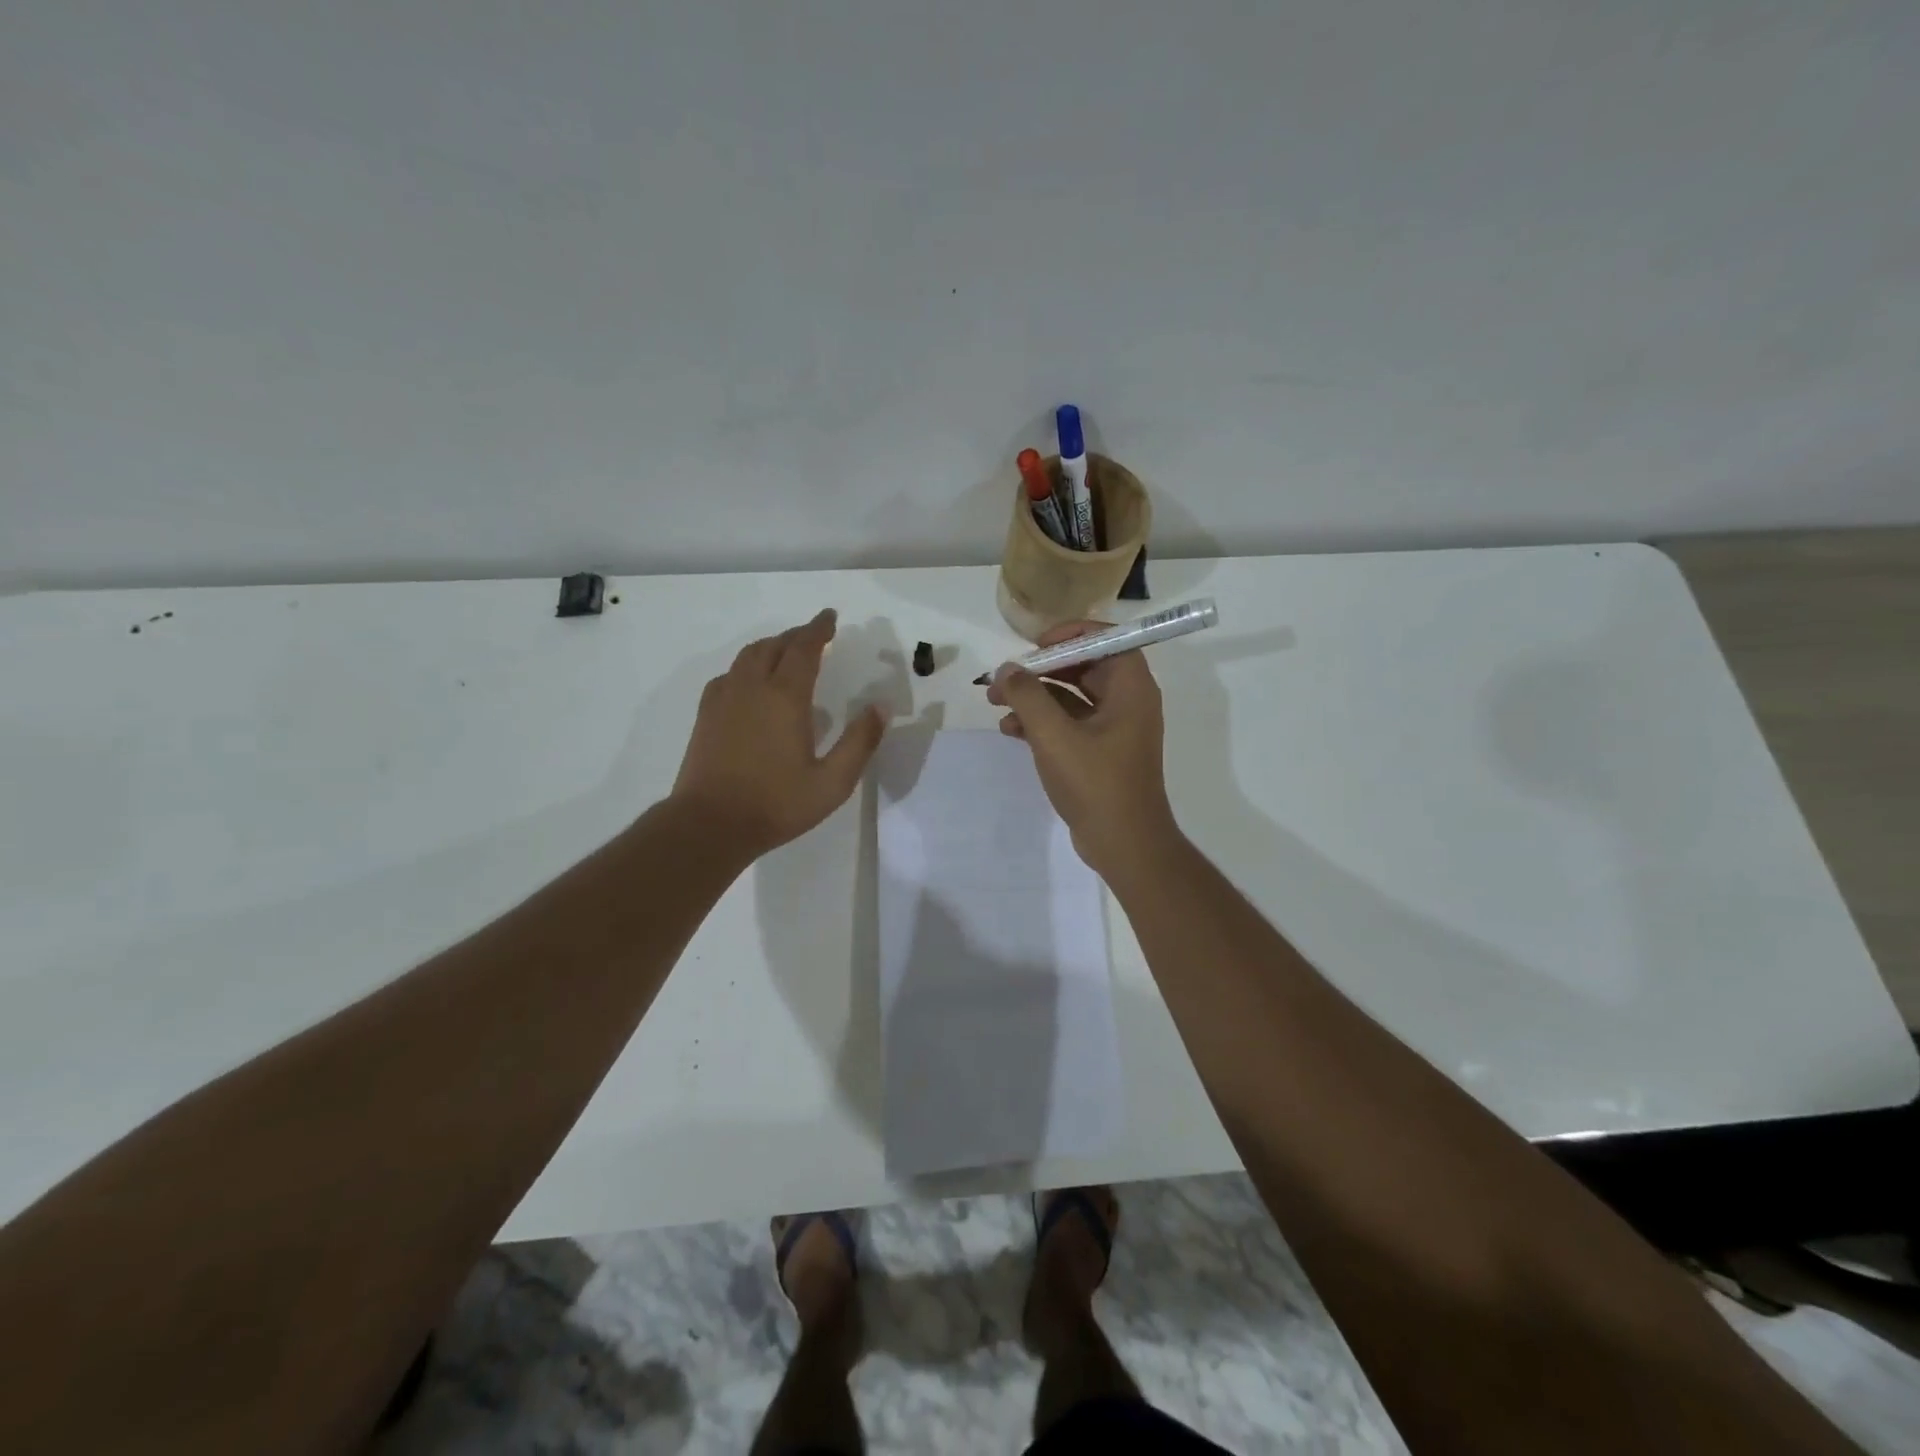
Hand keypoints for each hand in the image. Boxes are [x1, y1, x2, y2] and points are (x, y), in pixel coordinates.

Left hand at [672, 609, 887, 860]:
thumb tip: (881, 706)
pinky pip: (729, 675)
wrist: (709, 825)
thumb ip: (860, 741)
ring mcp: (724, 700)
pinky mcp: (706, 716)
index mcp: (785, 697)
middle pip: (774, 646)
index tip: (830, 617)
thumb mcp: (832, 782)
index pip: (804, 648)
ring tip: (787, 653)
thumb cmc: (776, 804)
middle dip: (796, 635)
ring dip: (771, 647)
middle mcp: (752, 688)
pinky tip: (752, 684)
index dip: (819, 629)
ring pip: (748, 656)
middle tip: (815, 635)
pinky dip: (747, 667)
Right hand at [986, 620, 1177, 876]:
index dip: (1068, 635)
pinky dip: (1041, 723)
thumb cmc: (1095, 783)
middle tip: (1003, 678)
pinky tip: (1010, 732)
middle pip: (1082, 666)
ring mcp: (1114, 729)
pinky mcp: (1100, 752)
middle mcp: (1127, 701)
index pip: (1104, 639)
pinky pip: (1069, 724)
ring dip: (1034, 698)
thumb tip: (1007, 669)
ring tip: (995, 705)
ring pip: (1071, 697)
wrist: (1124, 844)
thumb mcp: (1054, 736)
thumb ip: (1027, 696)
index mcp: (1130, 688)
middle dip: (1040, 670)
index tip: (1033, 646)